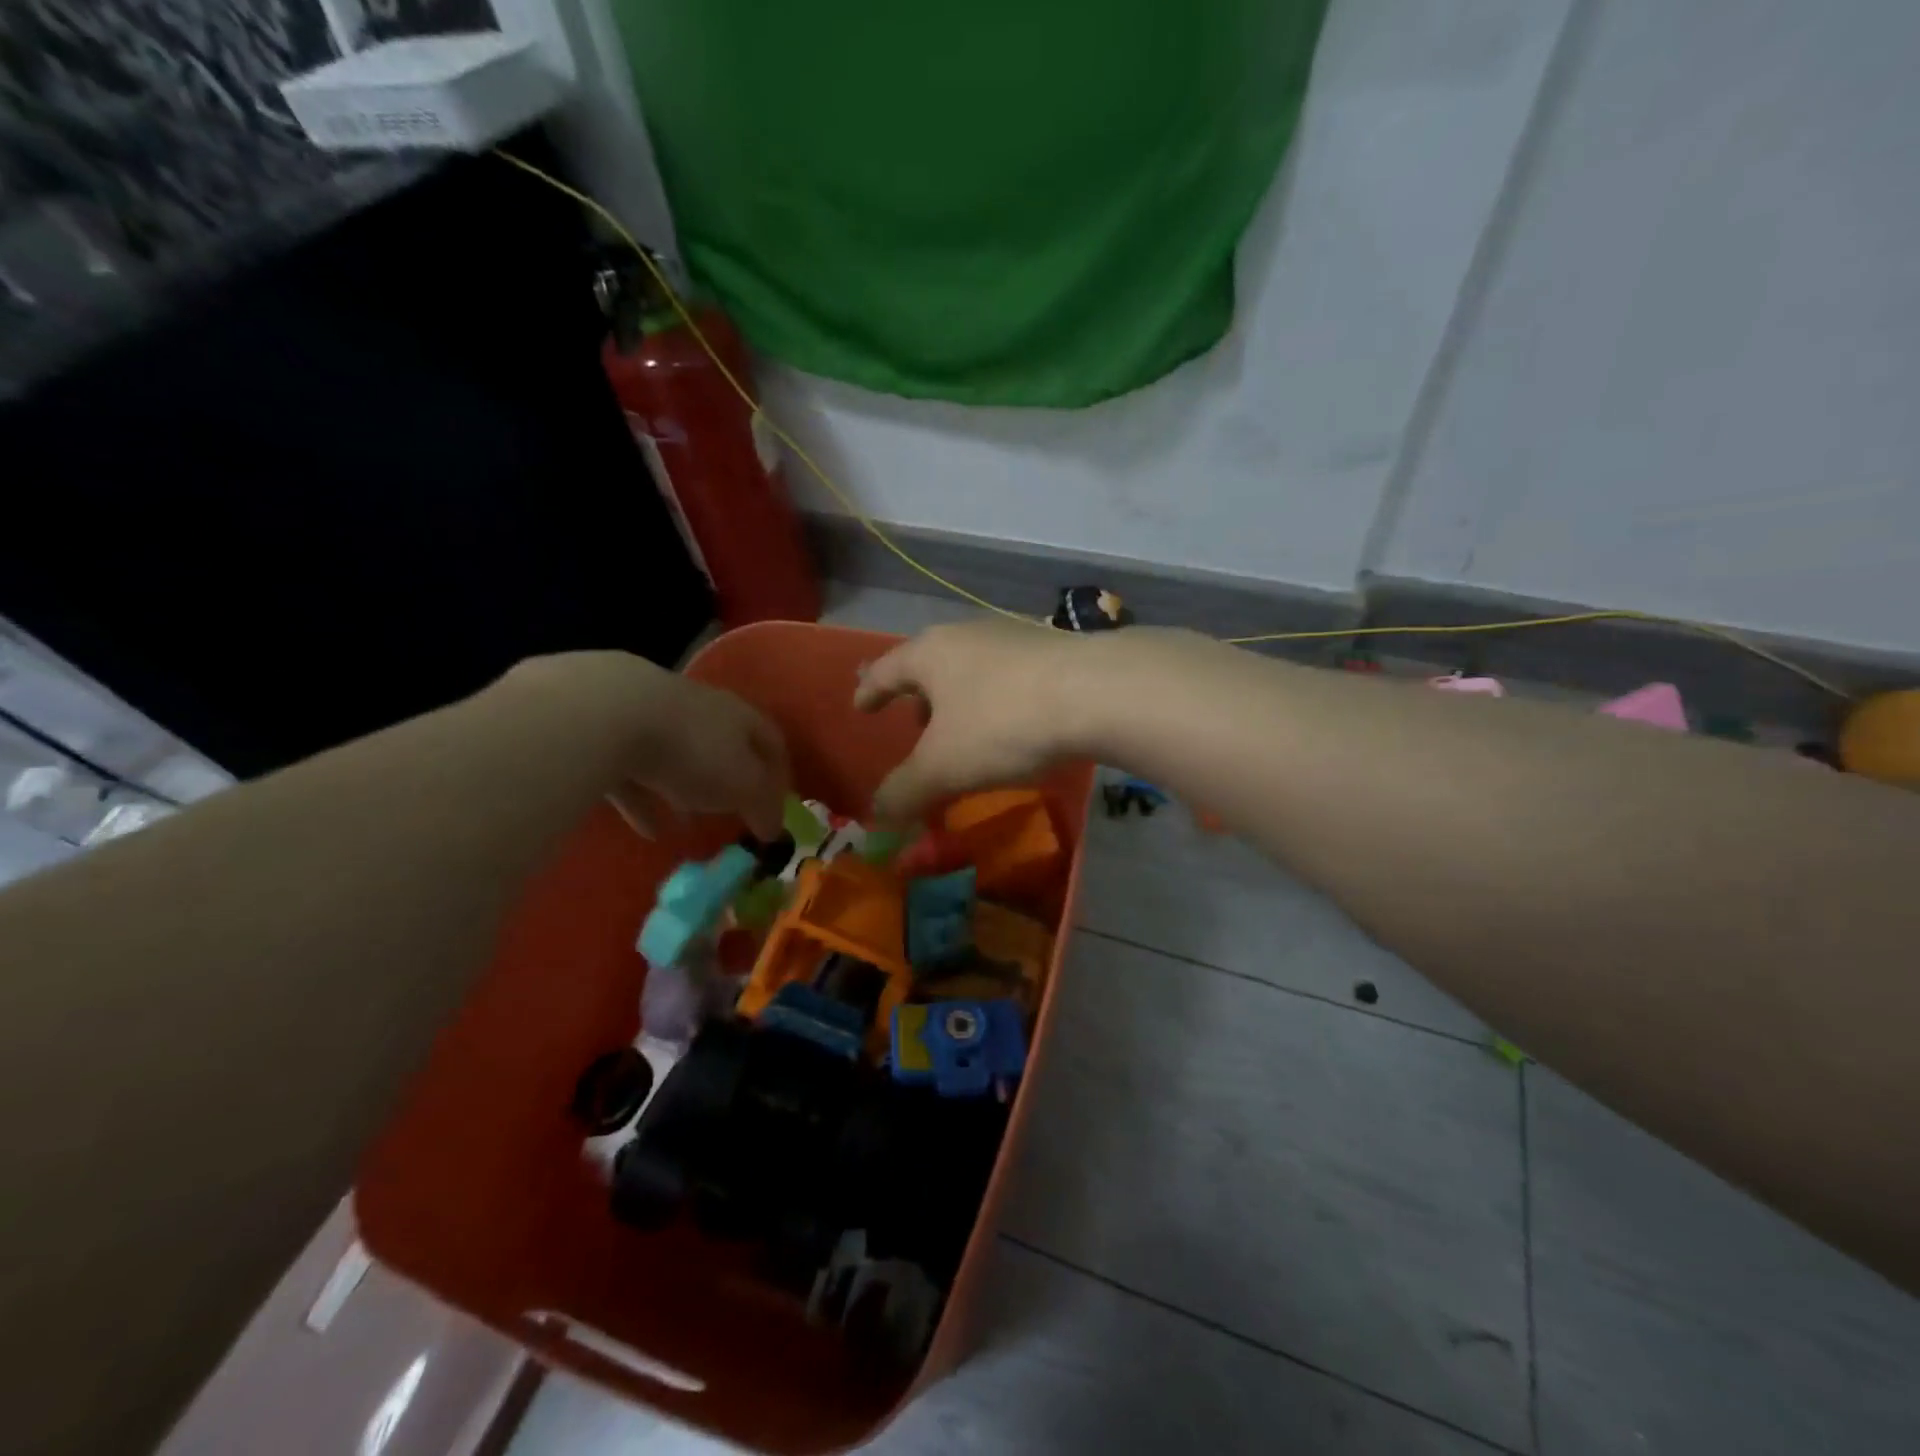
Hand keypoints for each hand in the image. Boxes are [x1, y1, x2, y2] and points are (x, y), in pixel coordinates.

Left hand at [505, 652, 788, 838]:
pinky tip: (648, 830)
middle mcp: (700, 708)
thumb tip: (774, 829)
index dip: (780, 774)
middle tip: (733, 811)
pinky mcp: (608, 732)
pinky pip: (634, 773)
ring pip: (677, 756)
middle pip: (723, 744)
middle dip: (730, 778)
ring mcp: (651, 716)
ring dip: (685, 790)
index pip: (771, 741)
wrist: (608, 714)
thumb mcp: (743, 785)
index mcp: (740, 715)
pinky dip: (644, 800)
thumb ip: (763, 806)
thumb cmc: (694, 750)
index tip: (780, 806)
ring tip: (689, 826)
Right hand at [853, 619, 1095, 822]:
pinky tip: (1014, 723)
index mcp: (930, 653)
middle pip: (931, 663)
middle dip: (920, 696)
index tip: (861, 705)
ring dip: (961, 697)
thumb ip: (904, 791)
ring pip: (972, 667)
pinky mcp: (1054, 649)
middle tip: (916, 724)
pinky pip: (1010, 675)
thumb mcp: (943, 767)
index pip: (886, 669)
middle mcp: (968, 634)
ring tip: (966, 729)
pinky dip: (998, 699)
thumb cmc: (1002, 724)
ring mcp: (1014, 636)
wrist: (1097, 693)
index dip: (870, 690)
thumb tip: (875, 817)